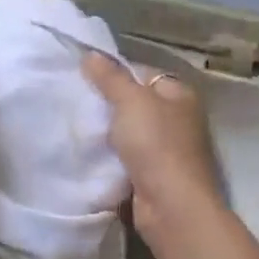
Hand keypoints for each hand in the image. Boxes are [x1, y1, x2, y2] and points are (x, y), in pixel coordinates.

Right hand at [81, 54, 221, 237]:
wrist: (170, 205)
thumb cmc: (155, 144)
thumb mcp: (131, 102)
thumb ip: (110, 78)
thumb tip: (90, 54)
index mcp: (180, 95)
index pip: (144, 74)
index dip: (116, 74)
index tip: (86, 79)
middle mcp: (179, 119)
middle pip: (136, 104)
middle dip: (109, 106)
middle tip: (77, 103)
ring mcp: (168, 150)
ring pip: (130, 133)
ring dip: (108, 134)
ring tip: (78, 127)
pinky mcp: (155, 175)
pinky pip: (127, 158)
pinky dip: (111, 157)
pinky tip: (90, 155)